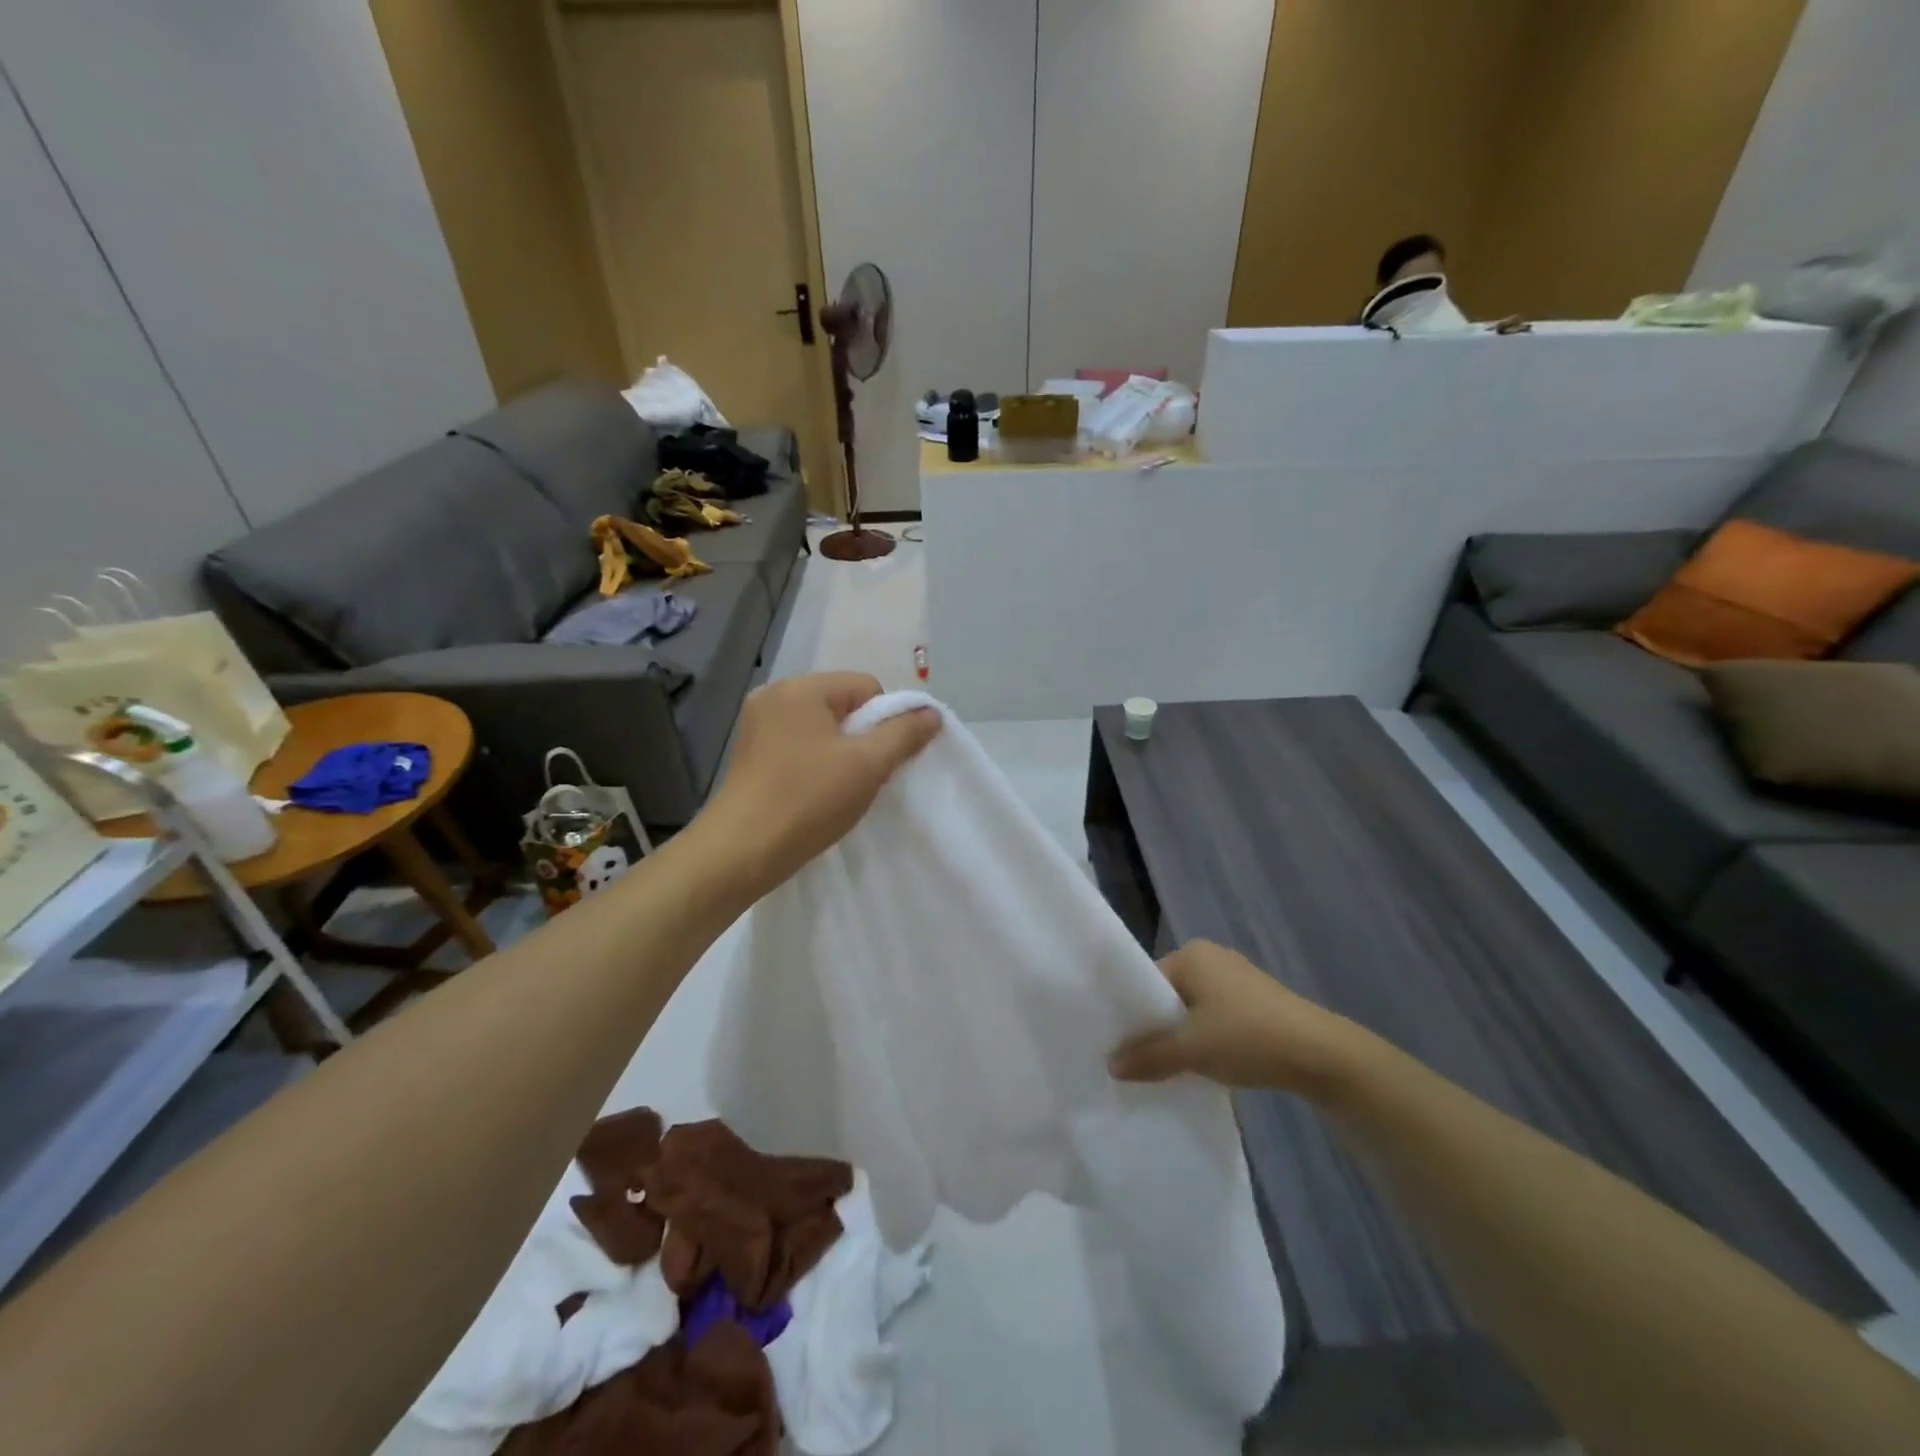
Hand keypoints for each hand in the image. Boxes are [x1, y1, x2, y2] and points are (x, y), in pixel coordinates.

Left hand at [701, 672, 940, 895]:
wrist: (741, 851)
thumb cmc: (808, 800)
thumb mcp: (867, 765)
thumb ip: (904, 734)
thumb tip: (932, 713)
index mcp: (801, 688)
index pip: (866, 686)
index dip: (884, 721)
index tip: (879, 759)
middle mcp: (774, 695)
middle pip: (842, 704)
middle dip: (861, 736)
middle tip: (863, 775)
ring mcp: (757, 723)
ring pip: (821, 726)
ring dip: (840, 751)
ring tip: (839, 787)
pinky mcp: (750, 751)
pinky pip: (799, 743)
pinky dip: (815, 761)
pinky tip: (815, 791)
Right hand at [1108, 940, 1363, 1095]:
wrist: (1320, 1055)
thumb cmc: (1246, 1037)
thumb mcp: (1190, 1049)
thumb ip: (1148, 1056)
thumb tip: (1111, 1065)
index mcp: (1191, 954)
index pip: (1146, 981)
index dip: (1132, 1014)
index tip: (1120, 1045)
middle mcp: (1211, 957)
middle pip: (1168, 994)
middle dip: (1156, 1026)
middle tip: (1139, 1060)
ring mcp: (1236, 977)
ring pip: (1192, 1008)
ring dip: (1182, 1035)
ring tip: (1169, 1066)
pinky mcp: (1256, 1000)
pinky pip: (1215, 1015)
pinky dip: (1205, 1037)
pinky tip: (1204, 1063)